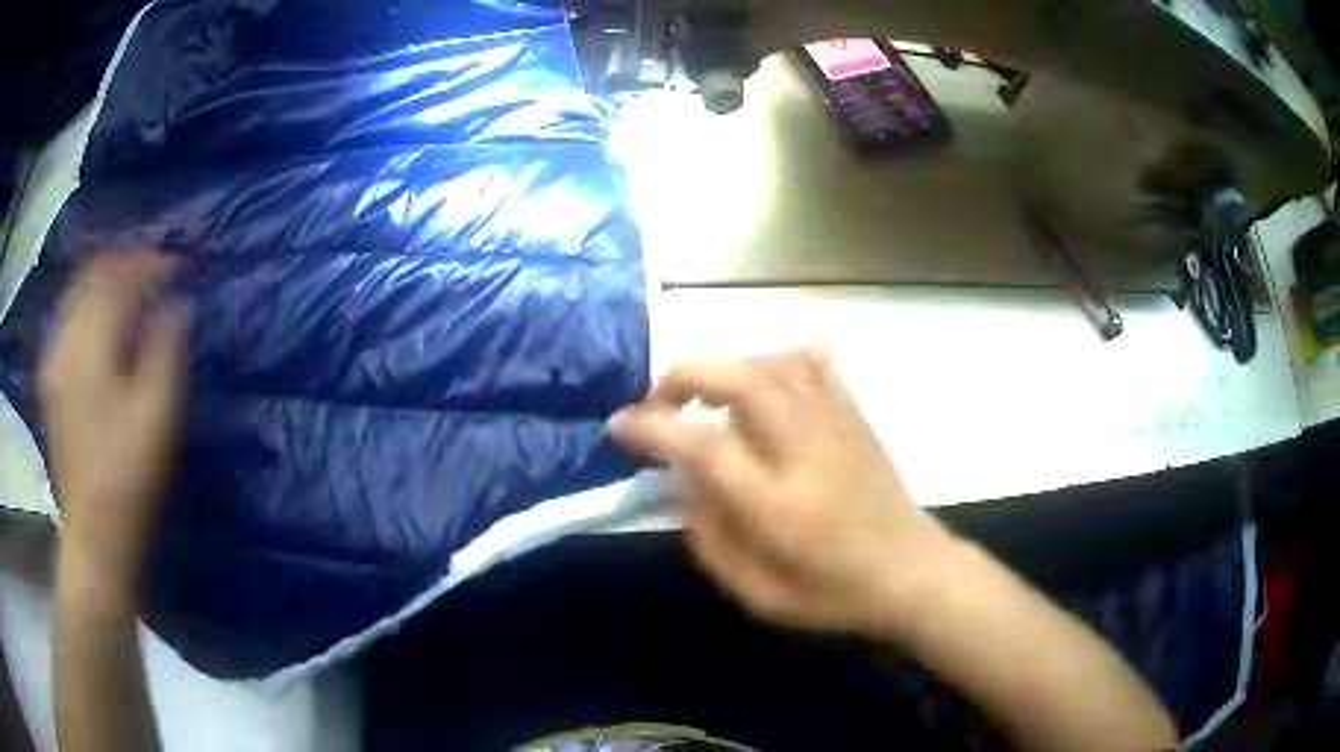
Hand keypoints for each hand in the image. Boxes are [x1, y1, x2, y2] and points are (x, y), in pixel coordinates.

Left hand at [40, 253, 188, 595]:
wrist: (96, 534)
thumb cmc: (130, 476)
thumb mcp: (159, 414)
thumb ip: (167, 348)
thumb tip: (177, 304)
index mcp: (91, 343)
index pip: (121, 276)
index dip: (153, 264)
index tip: (180, 266)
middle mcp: (65, 339)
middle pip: (94, 275)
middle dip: (127, 264)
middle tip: (156, 270)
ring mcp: (53, 360)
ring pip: (77, 294)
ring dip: (106, 282)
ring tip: (132, 290)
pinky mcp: (51, 381)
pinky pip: (68, 320)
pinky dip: (88, 306)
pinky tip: (102, 323)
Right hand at [608, 349, 954, 635]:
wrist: (910, 574)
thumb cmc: (832, 594)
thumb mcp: (757, 593)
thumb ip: (710, 538)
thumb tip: (682, 486)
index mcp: (776, 502)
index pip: (701, 444)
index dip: (650, 426)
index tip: (619, 426)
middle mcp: (803, 448)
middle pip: (738, 379)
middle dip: (683, 376)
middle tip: (657, 400)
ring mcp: (834, 423)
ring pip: (773, 361)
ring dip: (726, 367)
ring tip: (706, 395)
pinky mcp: (854, 414)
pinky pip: (812, 363)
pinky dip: (775, 360)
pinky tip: (763, 384)